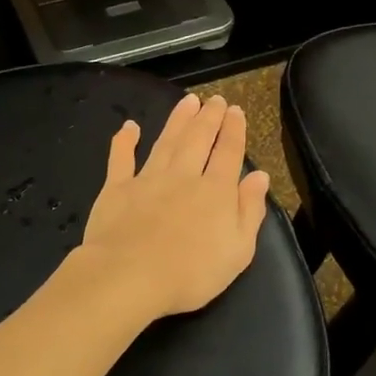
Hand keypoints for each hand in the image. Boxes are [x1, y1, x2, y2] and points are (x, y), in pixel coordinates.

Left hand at [75, 93, 271, 320]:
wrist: (131, 276)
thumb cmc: (192, 273)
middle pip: (199, 139)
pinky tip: (129, 127)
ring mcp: (148, 179)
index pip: (229, 153)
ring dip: (178, 120)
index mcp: (216, 191)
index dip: (234, 131)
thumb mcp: (239, 250)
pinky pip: (121, 158)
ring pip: (166, 141)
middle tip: (214, 99)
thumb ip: (250, 211)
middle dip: (209, 117)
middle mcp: (184, 176)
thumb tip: (259, 177)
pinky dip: (124, 141)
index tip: (235, 111)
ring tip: (187, 101)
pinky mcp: (116, 189)